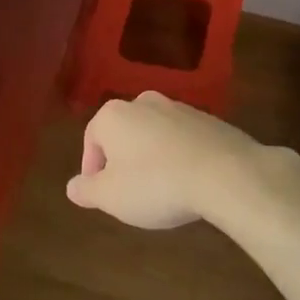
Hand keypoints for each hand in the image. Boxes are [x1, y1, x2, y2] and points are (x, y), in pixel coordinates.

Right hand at [66, 91, 299, 230]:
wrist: (227, 174)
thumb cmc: (156, 184)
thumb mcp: (111, 197)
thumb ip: (86, 191)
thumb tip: (72, 187)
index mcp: (113, 115)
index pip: (91, 139)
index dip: (92, 169)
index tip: (101, 195)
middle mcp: (144, 102)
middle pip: (124, 133)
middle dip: (123, 161)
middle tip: (129, 193)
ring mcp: (180, 108)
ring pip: (155, 135)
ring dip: (152, 158)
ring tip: (162, 191)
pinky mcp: (210, 120)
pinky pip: (184, 140)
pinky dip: (180, 157)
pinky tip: (189, 183)